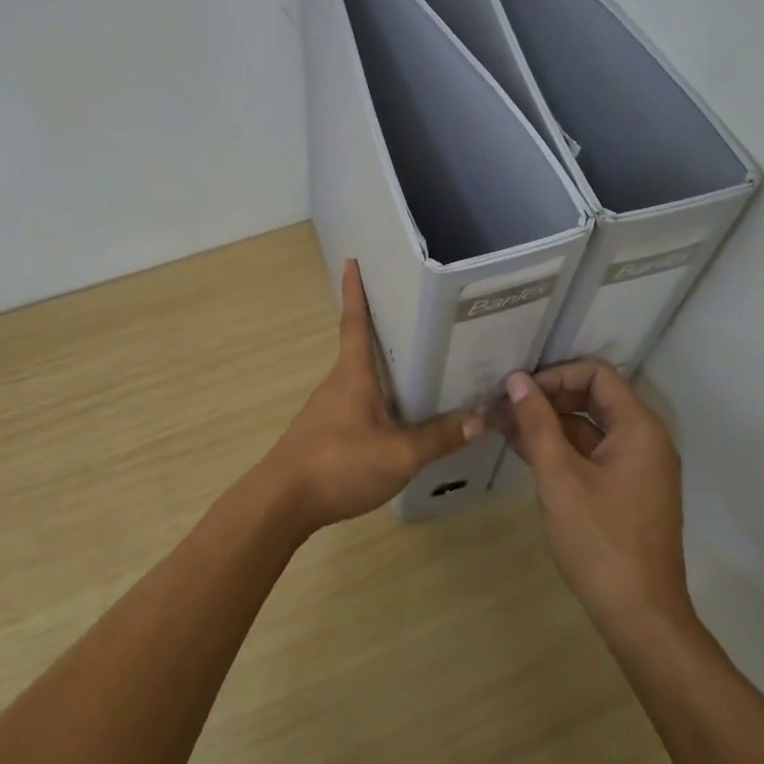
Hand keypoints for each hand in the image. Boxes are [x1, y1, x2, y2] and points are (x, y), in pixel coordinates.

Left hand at [260, 260, 483, 533]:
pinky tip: (398, 417)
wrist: (282, 502)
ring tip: (417, 366)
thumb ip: (438, 438)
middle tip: (415, 315)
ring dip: (382, 368)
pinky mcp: (324, 433)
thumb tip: (481, 419)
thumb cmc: (338, 465)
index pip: (355, 323)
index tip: (352, 261)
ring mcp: (328, 409)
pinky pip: (357, 404)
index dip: (355, 291)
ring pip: (360, 379)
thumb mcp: (398, 455)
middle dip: (382, 329)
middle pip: (360, 348)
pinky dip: (378, 398)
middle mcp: (337, 383)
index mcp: (352, 375)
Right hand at [497, 360, 697, 636]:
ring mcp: (638, 467)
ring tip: (503, 427)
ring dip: (550, 424)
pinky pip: (593, 454)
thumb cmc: (600, 540)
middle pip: (593, 398)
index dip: (555, 375)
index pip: (597, 374)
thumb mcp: (559, 477)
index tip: (519, 392)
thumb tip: (517, 380)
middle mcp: (645, 440)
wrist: (640, 615)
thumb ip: (537, 424)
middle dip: (548, 398)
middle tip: (505, 407)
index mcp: (638, 428)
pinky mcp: (628, 490)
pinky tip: (525, 452)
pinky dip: (562, 449)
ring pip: (590, 427)